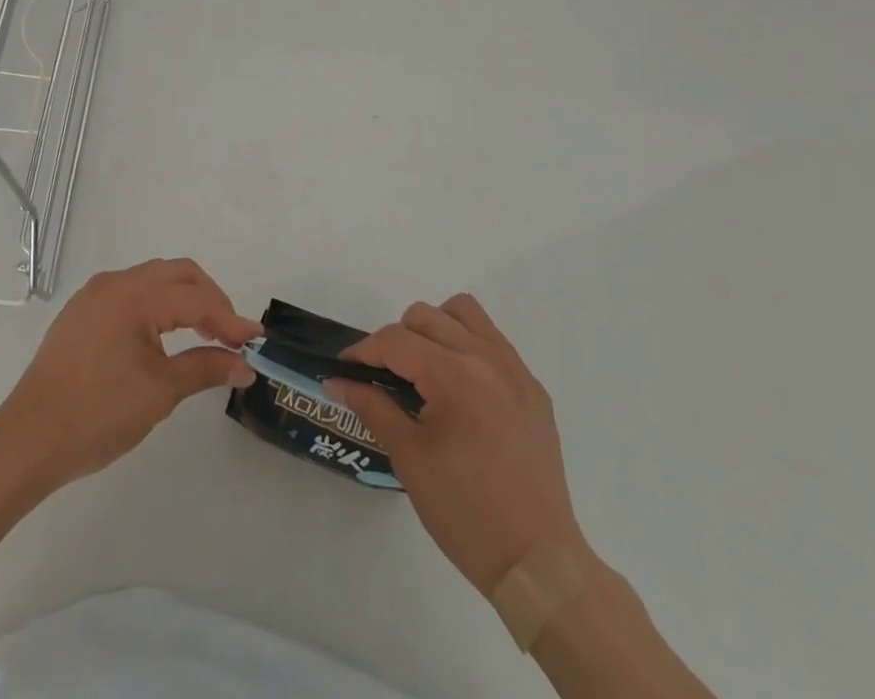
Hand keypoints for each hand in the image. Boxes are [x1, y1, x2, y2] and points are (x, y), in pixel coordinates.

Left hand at [0, 258, 260, 488]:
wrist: (29, 440)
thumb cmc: (97, 415)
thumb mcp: (159, 393)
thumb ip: (205, 368)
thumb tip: (244, 364)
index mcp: (134, 296)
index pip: (195, 299)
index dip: (229, 319)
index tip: (256, 340)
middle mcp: (114, 283)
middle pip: (178, 274)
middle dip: (211, 299)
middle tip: (231, 334)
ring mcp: (95, 294)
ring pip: (154, 278)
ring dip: (185, 297)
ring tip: (205, 333)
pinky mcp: (83, 311)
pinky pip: (132, 291)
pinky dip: (159, 303)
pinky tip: (166, 333)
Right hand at [330, 295, 587, 594]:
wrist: (537, 562)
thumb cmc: (464, 512)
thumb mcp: (409, 458)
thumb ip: (372, 406)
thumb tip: (338, 381)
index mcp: (455, 376)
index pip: (396, 340)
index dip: (363, 351)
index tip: (345, 369)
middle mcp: (487, 358)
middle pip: (426, 316)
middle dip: (396, 339)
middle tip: (384, 376)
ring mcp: (516, 370)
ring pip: (464, 312)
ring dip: (435, 328)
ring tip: (424, 368)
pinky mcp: (533, 388)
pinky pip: (493, 340)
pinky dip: (467, 346)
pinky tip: (460, 389)